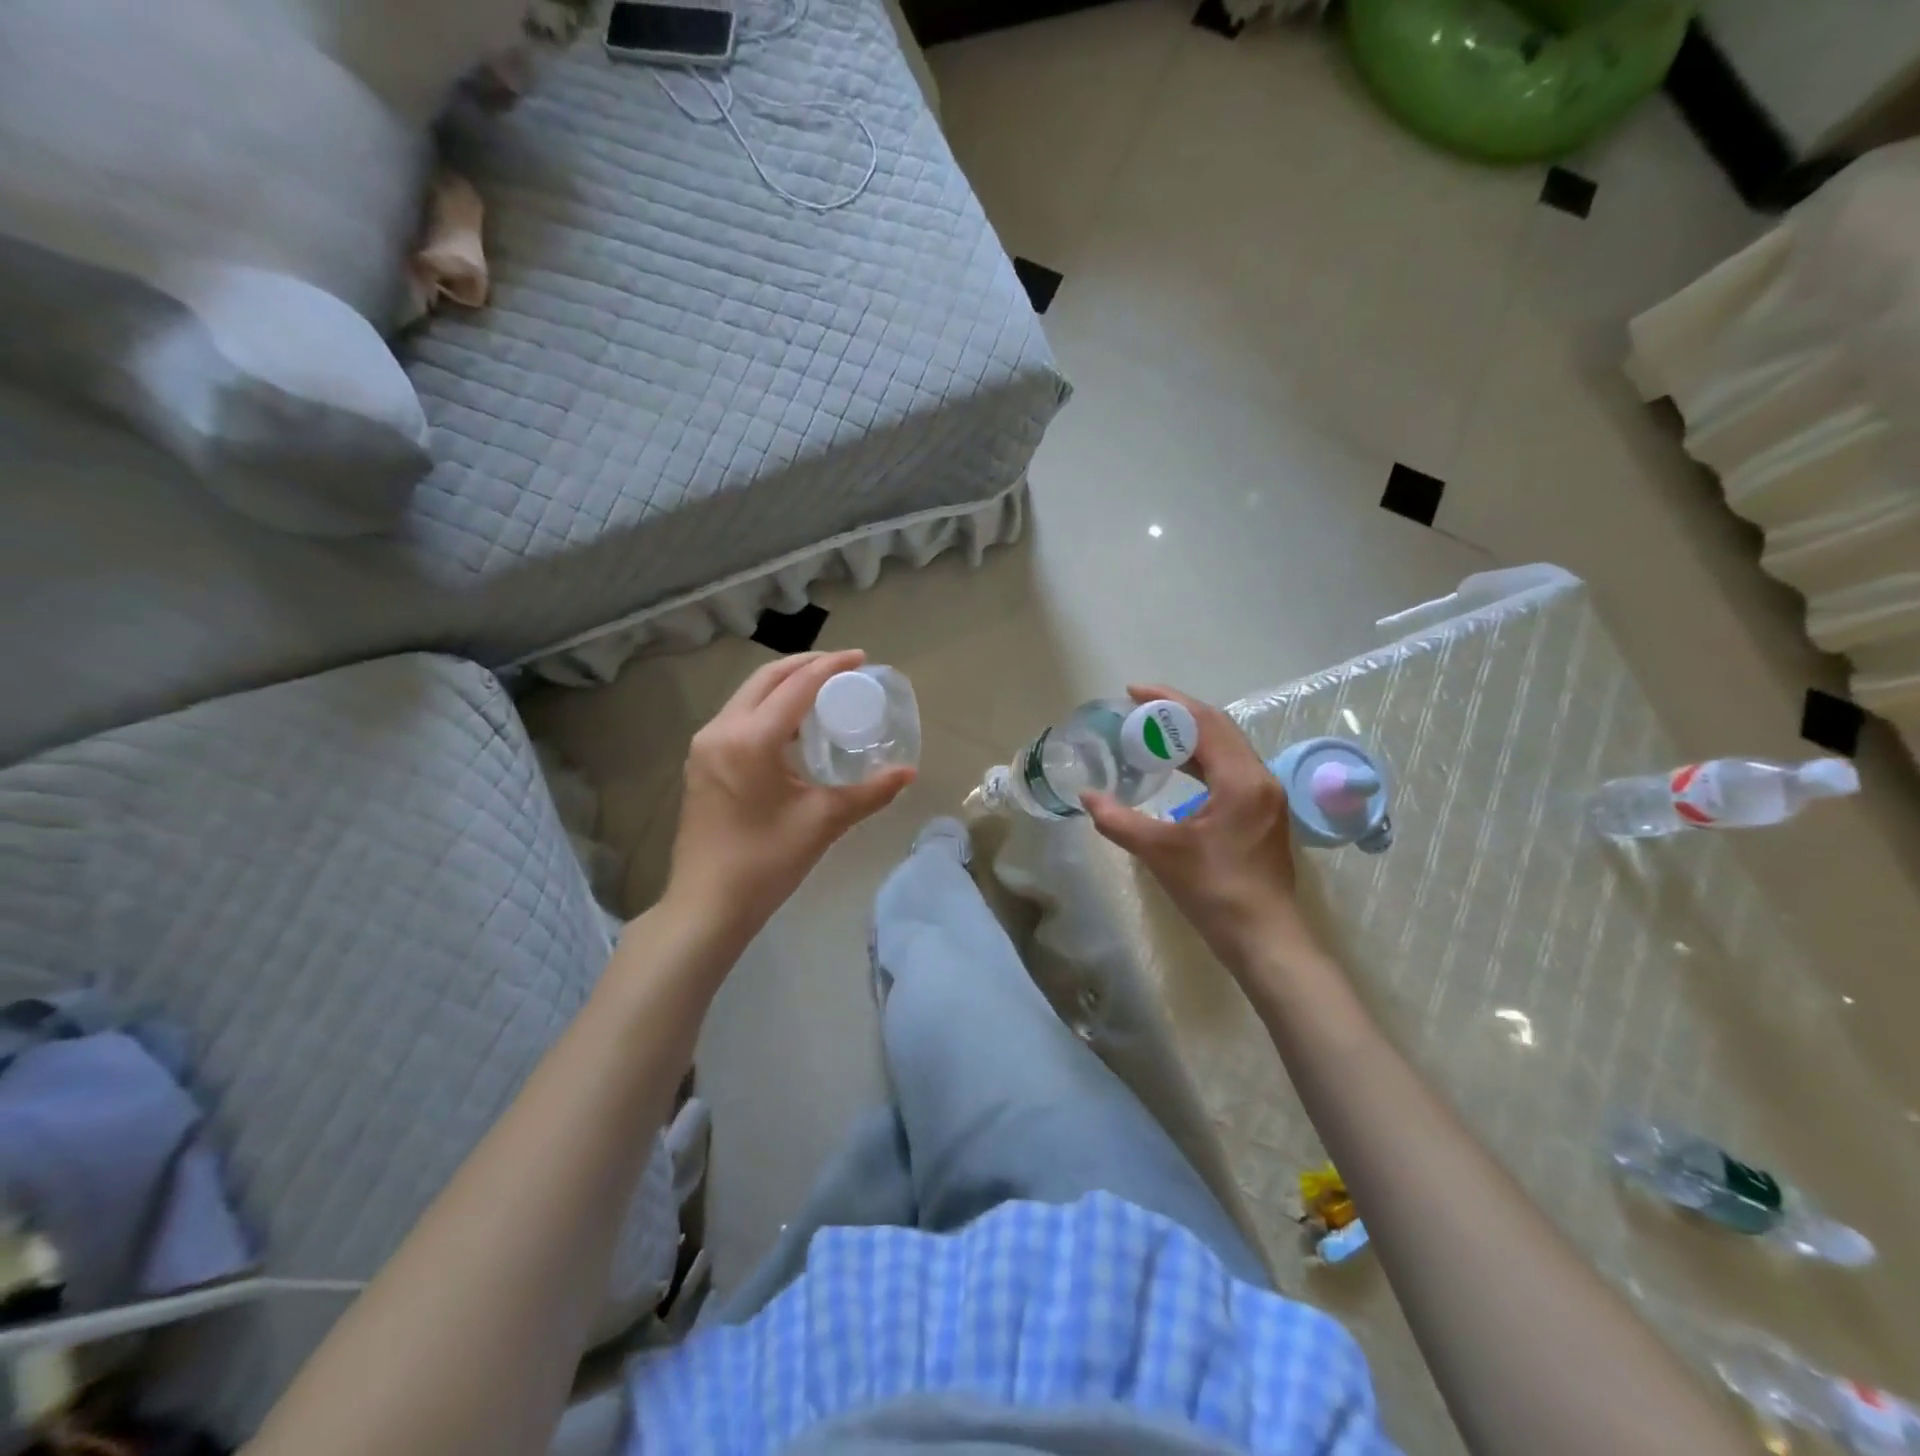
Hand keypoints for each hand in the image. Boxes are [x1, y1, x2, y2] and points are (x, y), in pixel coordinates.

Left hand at [665, 649, 913, 939]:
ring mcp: (704, 746)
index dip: (832, 666)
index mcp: (750, 739)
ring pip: (748, 696)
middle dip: (806, 665)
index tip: (862, 659)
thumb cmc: (766, 862)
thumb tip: (908, 773)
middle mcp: (721, 730)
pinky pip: (738, 717)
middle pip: (766, 679)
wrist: (707, 905)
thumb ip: (869, 792)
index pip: (797, 686)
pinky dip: (767, 708)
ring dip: (784, 685)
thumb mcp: (823, 822)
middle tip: (843, 667)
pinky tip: (791, 726)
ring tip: (822, 690)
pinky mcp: (700, 763)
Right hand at [1081, 685, 1315, 974]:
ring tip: (1151, 733)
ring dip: (1191, 735)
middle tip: (1138, 710)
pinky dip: (1203, 758)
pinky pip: (1231, 768)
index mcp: (1240, 779)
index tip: (1132, 693)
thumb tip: (1087, 797)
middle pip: (1219, 727)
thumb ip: (1118, 820)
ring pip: (1227, 747)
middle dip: (1178, 712)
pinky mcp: (1264, 813)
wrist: (1264, 938)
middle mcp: (1260, 778)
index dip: (1167, 702)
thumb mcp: (1159, 852)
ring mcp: (1266, 796)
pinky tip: (1178, 768)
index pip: (1204, 721)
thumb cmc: (1214, 891)